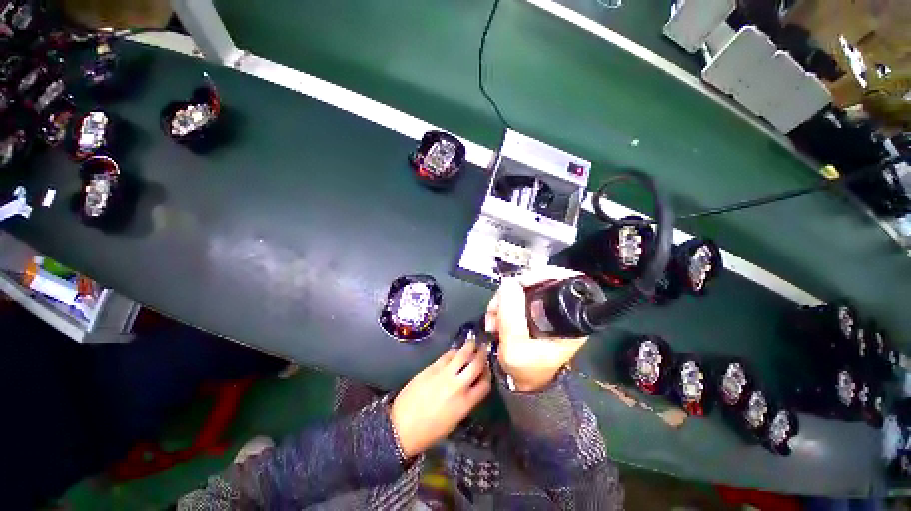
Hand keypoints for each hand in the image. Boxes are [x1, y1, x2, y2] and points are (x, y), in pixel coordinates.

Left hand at [390, 340, 491, 457]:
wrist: (402, 426)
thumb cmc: (429, 431)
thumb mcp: (454, 420)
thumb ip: (465, 401)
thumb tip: (470, 386)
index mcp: (465, 404)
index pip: (485, 384)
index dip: (488, 375)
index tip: (487, 370)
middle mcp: (458, 386)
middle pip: (477, 365)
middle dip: (482, 355)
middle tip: (484, 348)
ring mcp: (444, 374)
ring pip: (462, 354)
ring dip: (470, 347)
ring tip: (473, 343)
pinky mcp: (432, 368)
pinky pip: (447, 355)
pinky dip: (454, 352)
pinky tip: (455, 352)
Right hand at [485, 266, 588, 392]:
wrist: (522, 383)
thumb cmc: (527, 371)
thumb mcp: (516, 348)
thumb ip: (511, 317)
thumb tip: (508, 284)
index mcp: (570, 319)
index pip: (565, 280)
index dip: (542, 275)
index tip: (519, 284)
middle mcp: (560, 309)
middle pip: (539, 281)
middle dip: (513, 291)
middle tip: (497, 308)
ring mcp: (544, 309)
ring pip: (523, 288)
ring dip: (503, 299)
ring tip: (493, 320)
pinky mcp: (531, 310)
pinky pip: (515, 296)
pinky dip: (502, 304)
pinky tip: (495, 319)